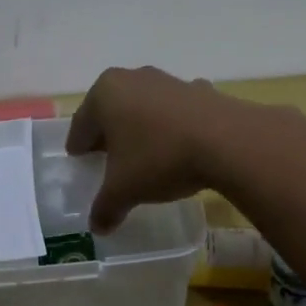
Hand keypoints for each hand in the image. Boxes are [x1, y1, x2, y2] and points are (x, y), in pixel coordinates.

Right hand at [65, 66, 244, 231]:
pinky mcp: (199, 90)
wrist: (227, 141)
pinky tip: (179, 146)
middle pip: (112, 110)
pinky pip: (175, 111)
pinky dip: (172, 125)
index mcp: (105, 94)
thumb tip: (97, 226)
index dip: (78, 145)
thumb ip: (105, 207)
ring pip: (144, 107)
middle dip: (108, 133)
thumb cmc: (159, 157)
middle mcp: (133, 78)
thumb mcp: (124, 190)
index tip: (79, 159)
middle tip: (106, 157)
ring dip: (141, 127)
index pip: (82, 123)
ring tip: (144, 153)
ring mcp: (168, 80)